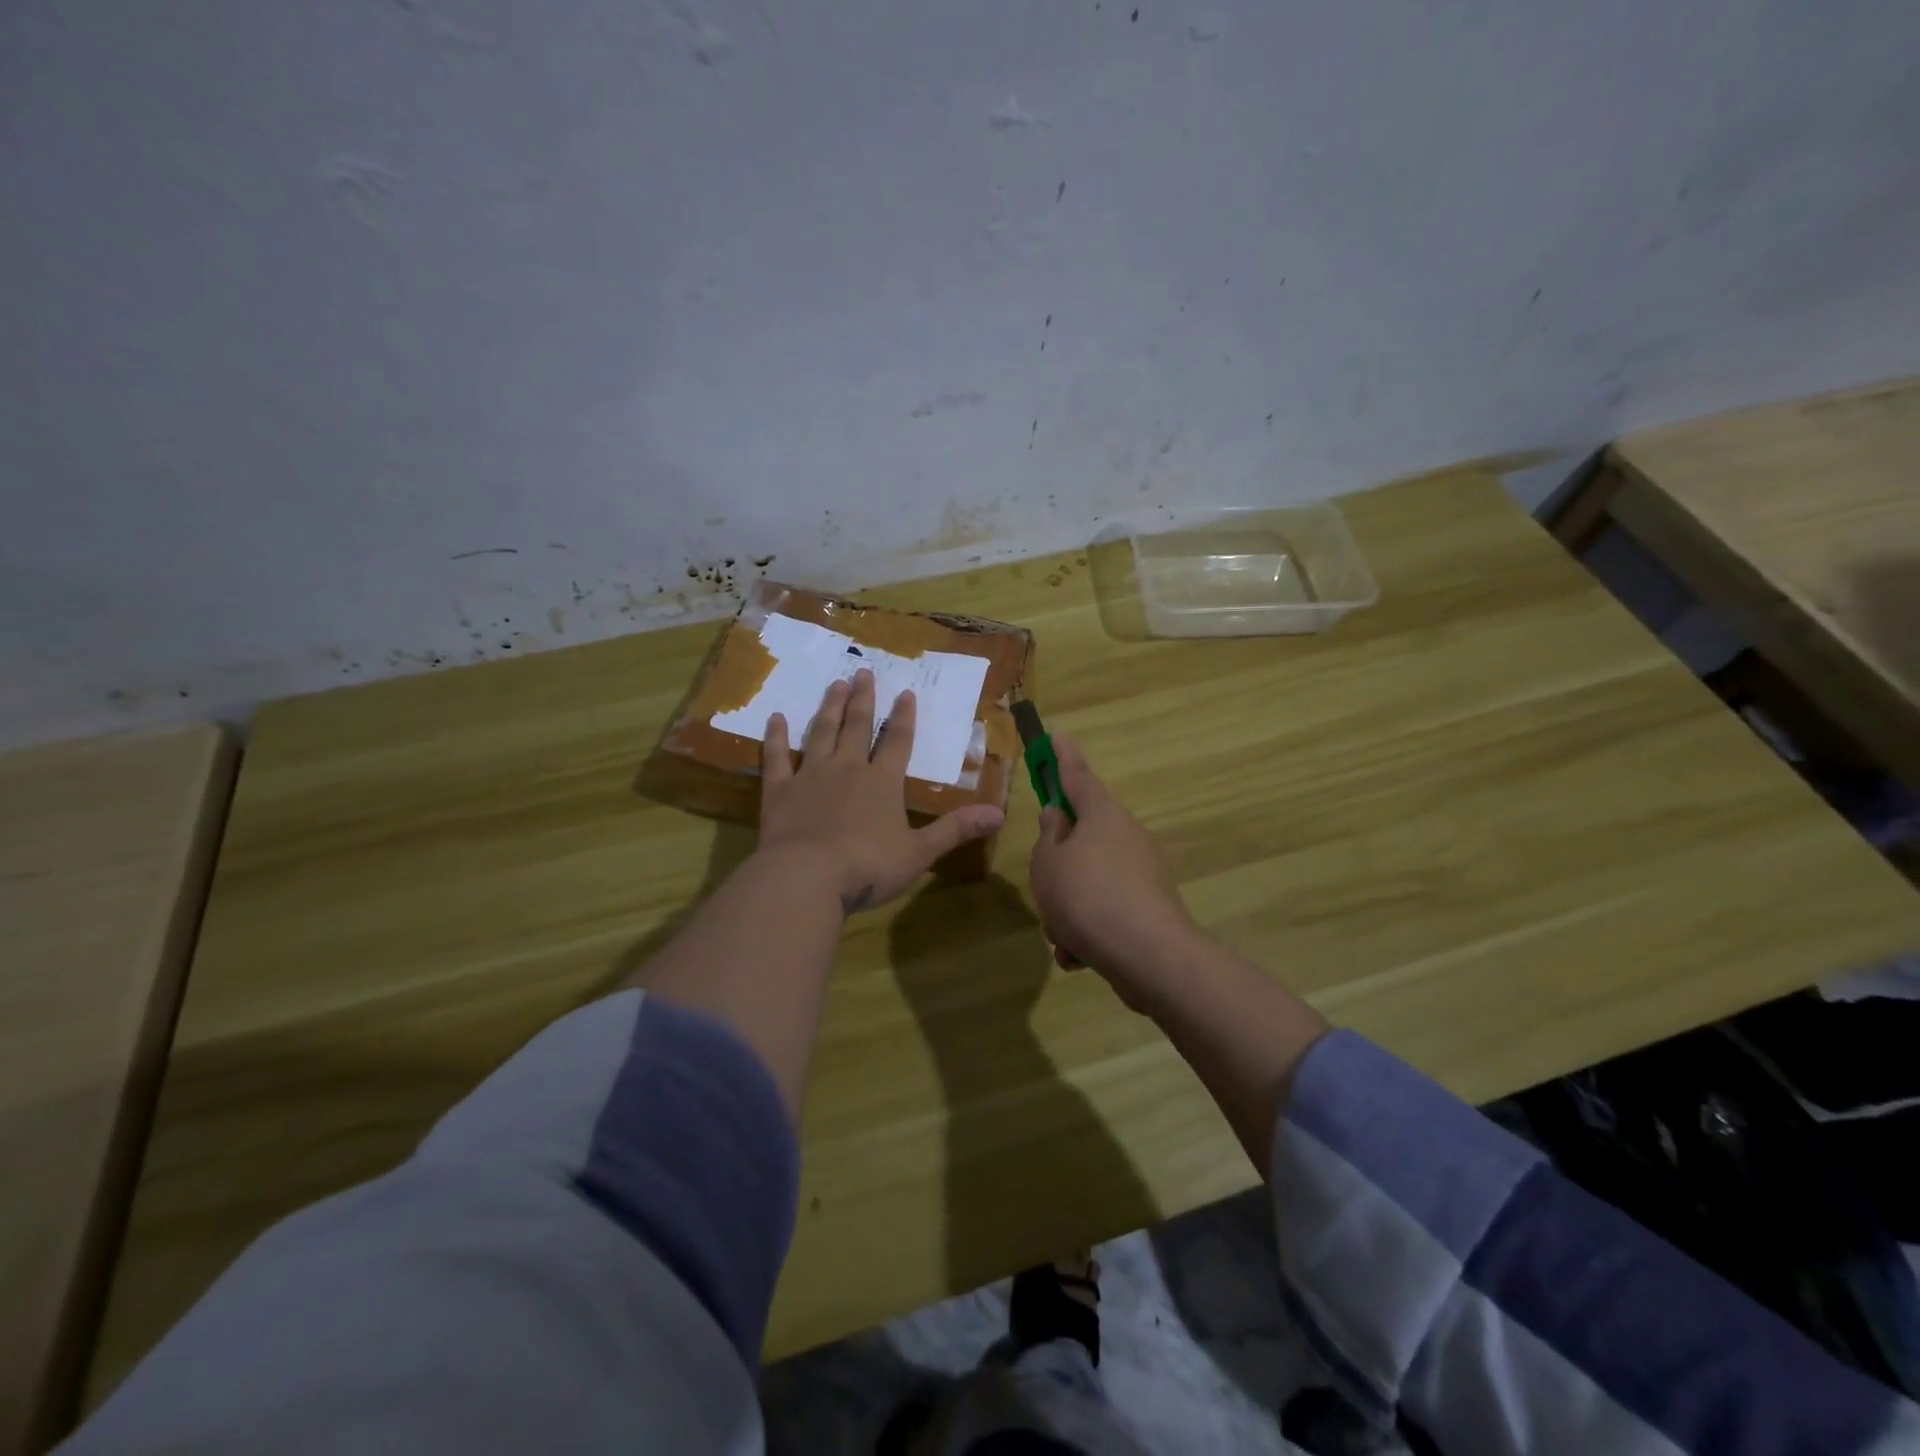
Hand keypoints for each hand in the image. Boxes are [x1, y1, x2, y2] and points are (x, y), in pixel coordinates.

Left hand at [759, 669, 1005, 913]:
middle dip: (861, 699)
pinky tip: (775, 718)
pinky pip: (776, 758)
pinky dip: (775, 738)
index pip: (897, 741)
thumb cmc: (868, 866)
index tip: (905, 692)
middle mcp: (847, 769)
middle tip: (862, 672)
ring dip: (829, 708)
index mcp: (882, 782)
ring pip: (821, 733)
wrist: (807, 878)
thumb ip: (956, 829)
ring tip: (834, 684)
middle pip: (856, 726)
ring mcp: (810, 776)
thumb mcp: (920, 852)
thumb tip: (1000, 814)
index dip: (903, 716)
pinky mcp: (779, 791)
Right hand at [1030, 734, 1200, 1008]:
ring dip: (1068, 906)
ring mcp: (1141, 872)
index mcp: (1102, 815)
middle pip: (1082, 836)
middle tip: (1043, 884)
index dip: (1062, 757)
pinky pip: (1105, 910)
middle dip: (1058, 865)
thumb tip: (1058, 817)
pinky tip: (1079, 956)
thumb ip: (1048, 836)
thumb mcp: (1048, 862)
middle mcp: (1126, 836)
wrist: (1149, 956)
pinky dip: (1088, 931)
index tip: (1055, 736)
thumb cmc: (1086, 896)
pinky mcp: (1148, 908)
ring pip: (1089, 880)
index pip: (1077, 775)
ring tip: (1060, 935)